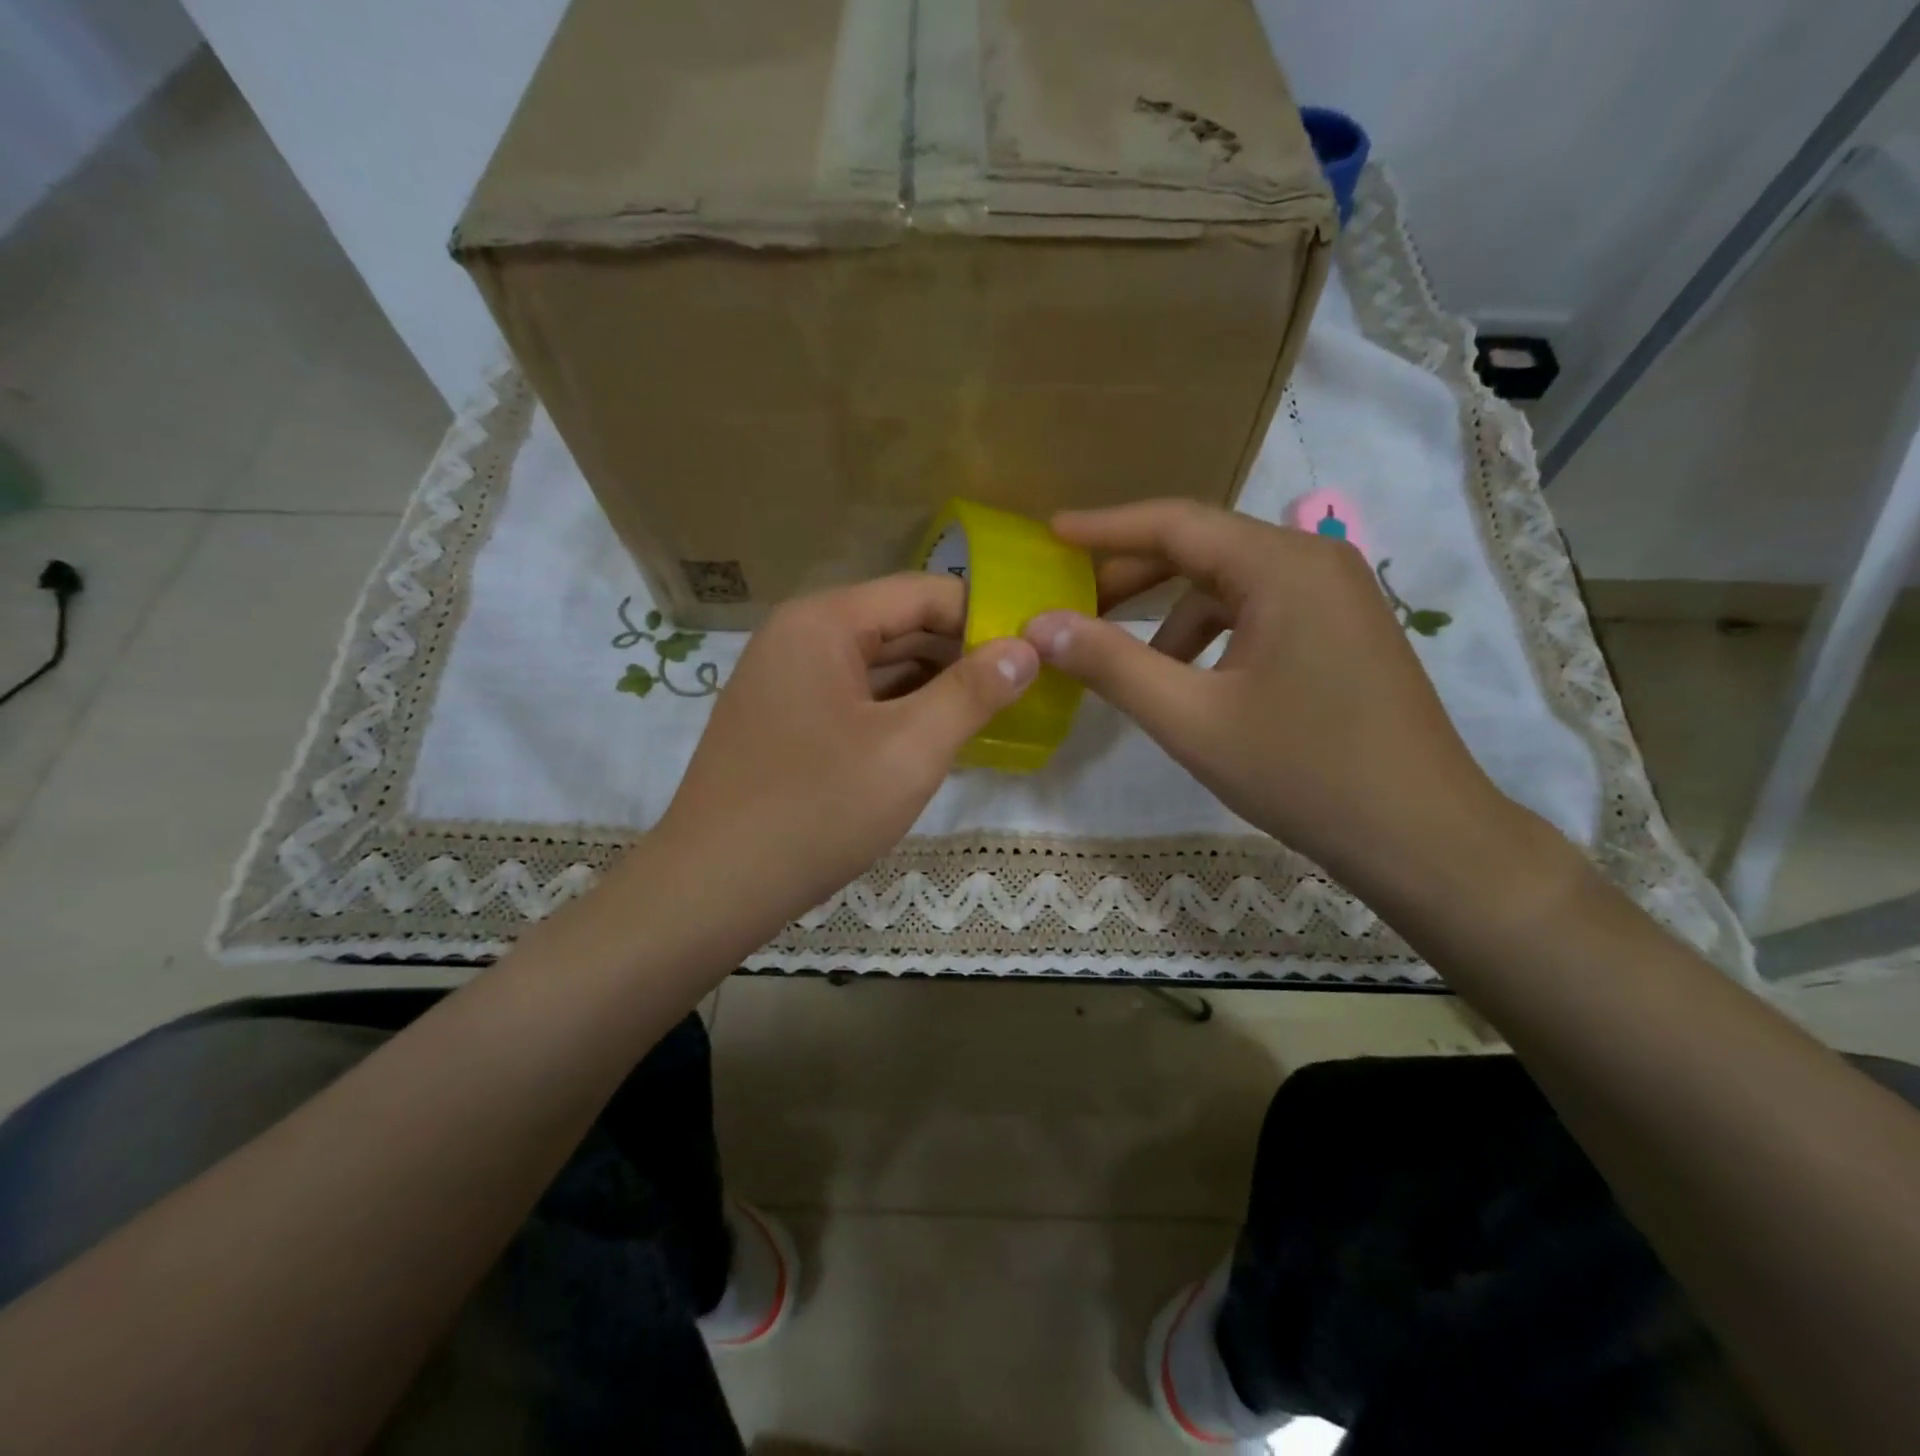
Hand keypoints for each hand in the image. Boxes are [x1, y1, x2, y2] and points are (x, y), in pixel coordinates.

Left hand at [654, 574, 1037, 944]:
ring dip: (932, 684)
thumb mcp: (910, 749)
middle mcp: (798, 637)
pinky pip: (854, 698)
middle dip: (960, 652)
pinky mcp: (784, 721)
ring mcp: (785, 681)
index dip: (984, 615)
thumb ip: (973, 692)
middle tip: (1023, 685)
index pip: (922, 592)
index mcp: (823, 622)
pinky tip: (935, 736)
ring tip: (990, 710)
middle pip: (898, 624)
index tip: (1035, 650)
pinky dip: (897, 711)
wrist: (712, 889)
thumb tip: (1026, 647)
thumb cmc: (817, 810)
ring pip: (877, 665)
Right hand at [1023, 500, 1522, 895]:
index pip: (1176, 524)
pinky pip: (1259, 611)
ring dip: (1170, 613)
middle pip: (1204, 548)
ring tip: (1123, 658)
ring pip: (1230, 584)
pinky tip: (1187, 679)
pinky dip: (1211, 634)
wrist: (1420, 836)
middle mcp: (1314, 561)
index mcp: (1282, 566)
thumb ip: (1110, 665)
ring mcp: (1336, 596)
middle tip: (1071, 602)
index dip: (1105, 528)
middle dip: (1133, 575)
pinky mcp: (1342, 630)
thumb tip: (1039, 626)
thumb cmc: (1302, 772)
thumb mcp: (1190, 719)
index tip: (1051, 532)